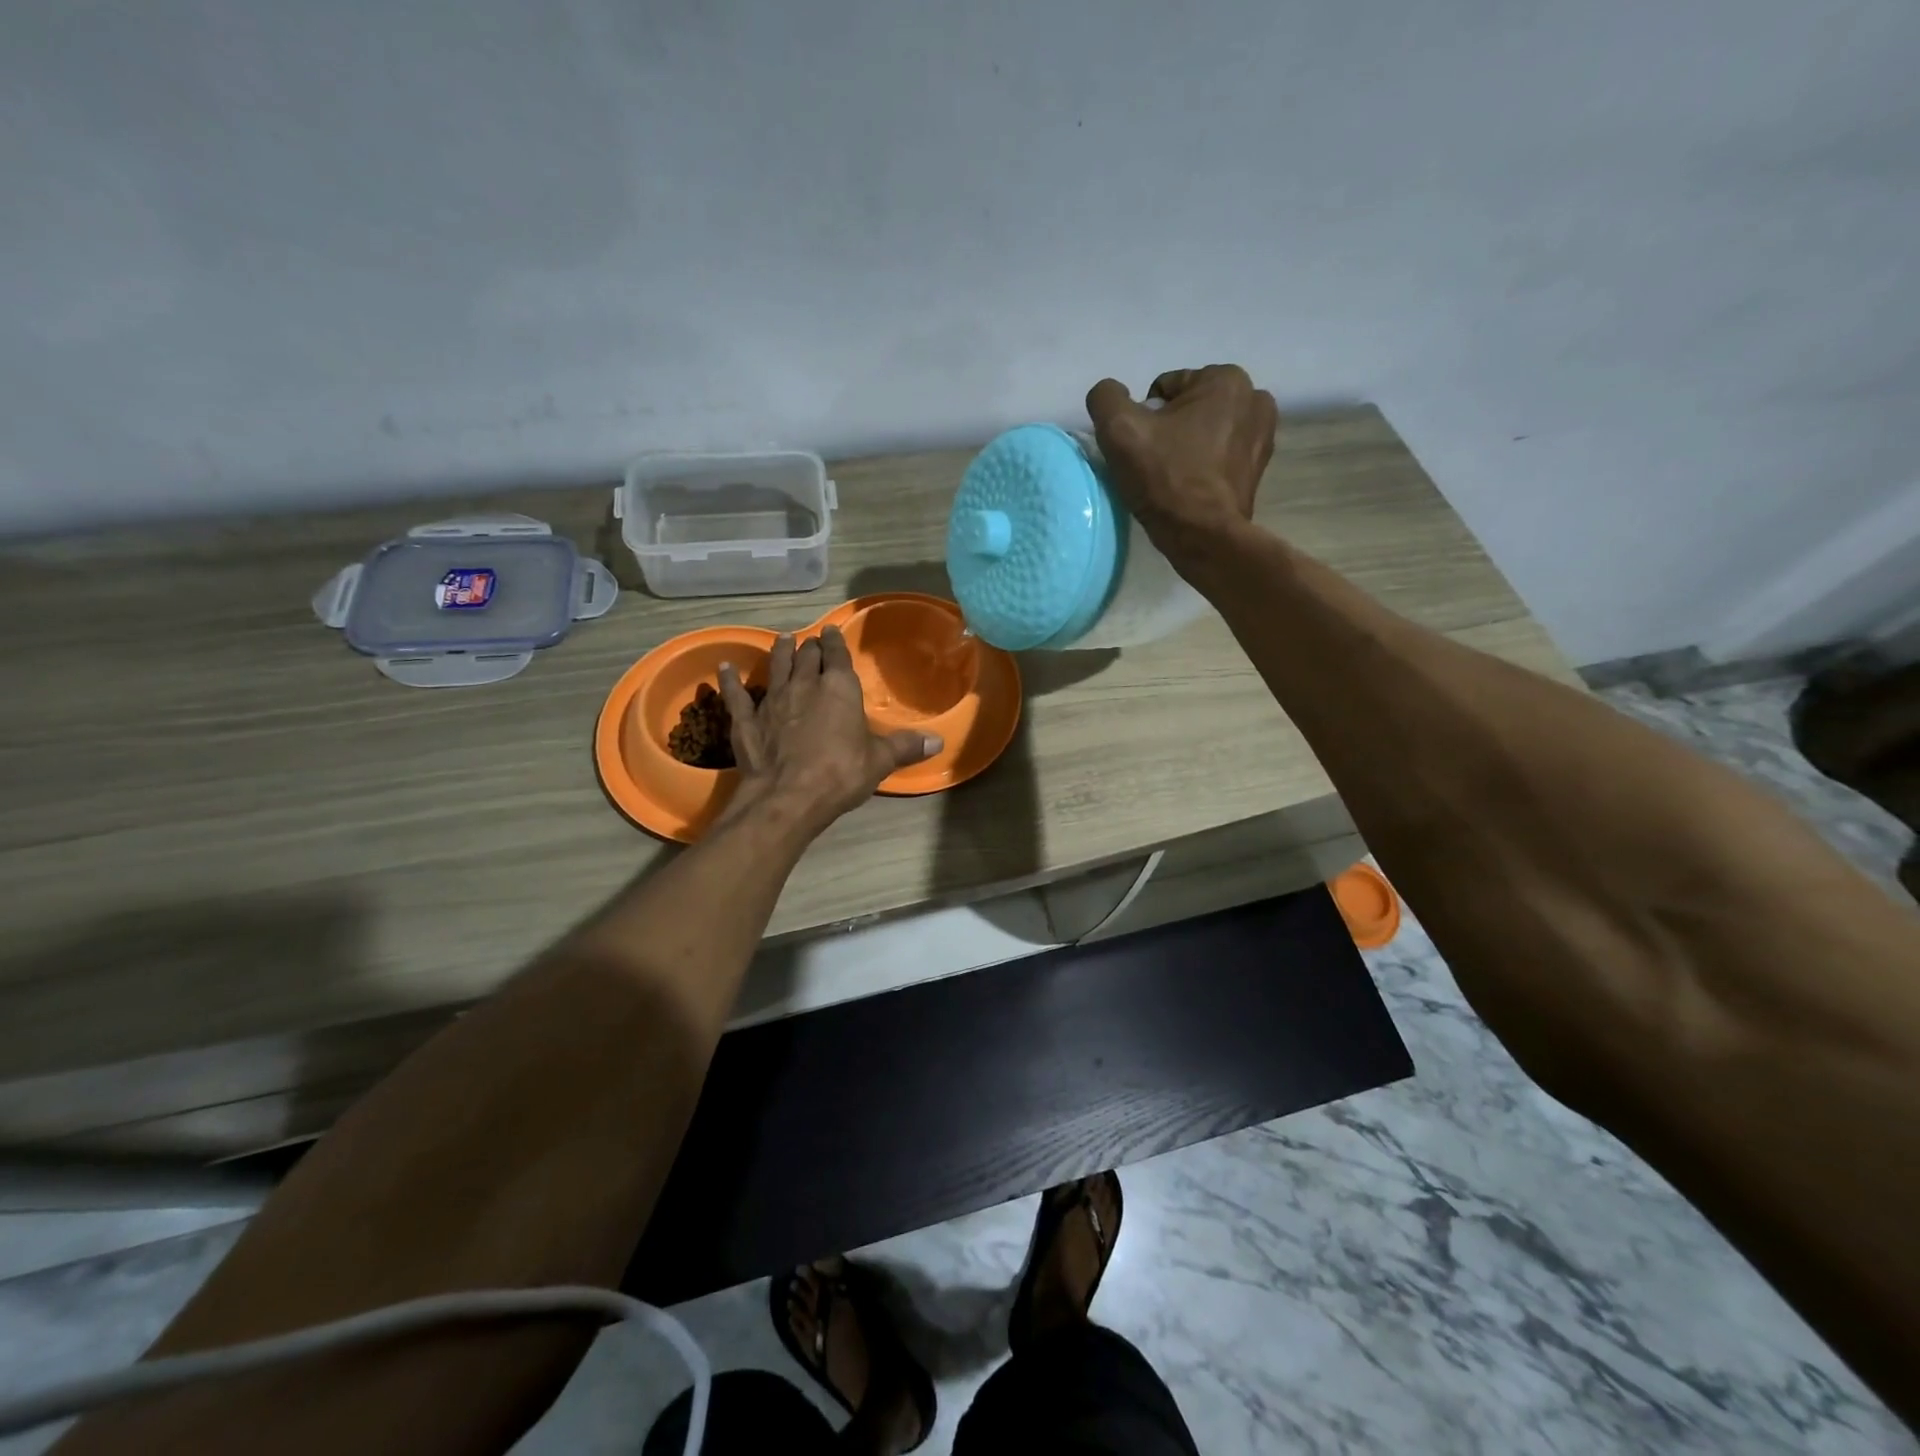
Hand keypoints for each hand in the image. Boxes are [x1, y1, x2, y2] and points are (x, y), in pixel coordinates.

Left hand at [717, 627, 940, 833]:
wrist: (788, 797)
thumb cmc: (840, 774)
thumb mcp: (879, 761)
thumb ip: (905, 747)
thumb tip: (939, 741)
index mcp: (839, 688)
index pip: (837, 656)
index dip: (835, 643)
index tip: (832, 633)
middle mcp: (805, 685)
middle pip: (806, 657)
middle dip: (810, 647)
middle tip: (811, 642)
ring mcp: (772, 700)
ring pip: (775, 667)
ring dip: (779, 652)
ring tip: (781, 640)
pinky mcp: (746, 720)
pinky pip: (737, 695)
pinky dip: (731, 681)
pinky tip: (724, 668)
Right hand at [1085, 365, 1278, 558]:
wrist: (1203, 536)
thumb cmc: (1165, 478)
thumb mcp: (1119, 430)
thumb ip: (1106, 398)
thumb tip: (1111, 393)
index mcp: (1226, 378)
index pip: (1165, 389)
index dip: (1144, 418)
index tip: (1143, 448)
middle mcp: (1254, 398)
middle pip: (1188, 409)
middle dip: (1169, 430)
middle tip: (1155, 464)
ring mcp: (1263, 435)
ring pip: (1205, 432)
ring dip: (1187, 447)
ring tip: (1172, 477)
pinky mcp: (1259, 468)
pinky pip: (1220, 456)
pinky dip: (1204, 465)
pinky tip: (1190, 488)